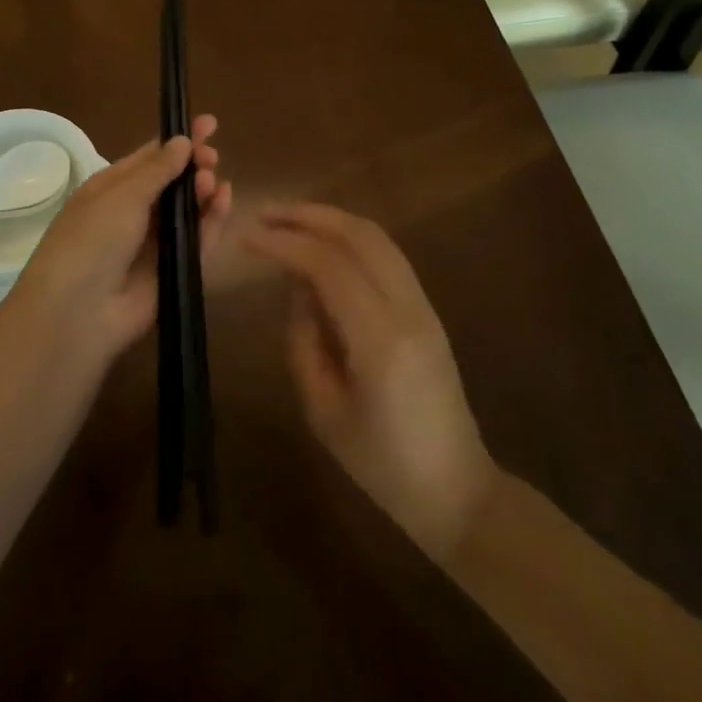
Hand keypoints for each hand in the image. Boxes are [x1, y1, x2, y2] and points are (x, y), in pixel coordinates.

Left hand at [3, 116, 230, 369]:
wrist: (78, 313)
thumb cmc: (91, 241)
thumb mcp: (121, 196)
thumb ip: (158, 169)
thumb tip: (183, 140)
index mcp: (110, 189)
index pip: (149, 157)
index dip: (178, 140)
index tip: (210, 124)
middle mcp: (132, 213)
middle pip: (172, 182)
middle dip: (193, 165)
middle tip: (212, 157)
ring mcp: (153, 243)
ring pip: (187, 210)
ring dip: (202, 191)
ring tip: (212, 182)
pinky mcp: (173, 270)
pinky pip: (198, 240)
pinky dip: (212, 220)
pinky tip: (224, 200)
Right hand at [248, 204, 497, 560]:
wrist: (455, 488)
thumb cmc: (381, 464)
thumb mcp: (322, 410)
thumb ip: (303, 340)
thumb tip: (297, 288)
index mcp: (380, 339)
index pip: (327, 266)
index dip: (283, 243)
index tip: (246, 235)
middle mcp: (407, 309)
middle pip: (358, 235)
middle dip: (308, 215)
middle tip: (264, 213)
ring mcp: (424, 305)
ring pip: (377, 238)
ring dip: (331, 220)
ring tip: (288, 220)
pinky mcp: (427, 309)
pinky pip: (387, 255)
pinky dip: (351, 238)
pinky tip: (323, 245)